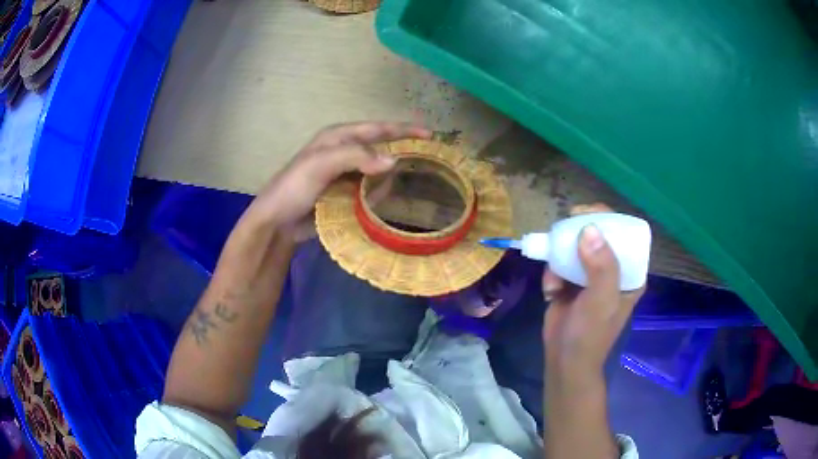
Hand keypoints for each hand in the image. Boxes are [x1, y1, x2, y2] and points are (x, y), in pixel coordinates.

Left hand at [245, 122, 430, 233]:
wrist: (276, 222)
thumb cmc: (293, 187)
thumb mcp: (321, 164)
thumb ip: (356, 157)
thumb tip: (393, 161)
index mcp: (338, 137)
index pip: (377, 128)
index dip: (403, 129)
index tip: (430, 135)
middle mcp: (344, 151)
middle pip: (380, 149)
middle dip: (398, 156)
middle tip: (422, 167)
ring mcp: (344, 173)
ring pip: (377, 172)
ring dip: (385, 181)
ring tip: (386, 193)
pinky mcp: (344, 193)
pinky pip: (369, 190)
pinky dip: (376, 195)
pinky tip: (376, 204)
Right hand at [542, 204, 644, 376]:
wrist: (564, 361)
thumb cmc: (590, 334)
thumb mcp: (601, 301)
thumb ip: (601, 266)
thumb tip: (588, 229)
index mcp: (629, 272)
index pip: (624, 234)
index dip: (607, 219)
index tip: (584, 213)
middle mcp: (611, 270)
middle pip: (598, 236)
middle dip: (578, 233)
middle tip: (562, 231)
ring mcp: (589, 276)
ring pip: (575, 248)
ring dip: (561, 256)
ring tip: (556, 278)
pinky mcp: (570, 283)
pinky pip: (560, 265)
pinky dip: (552, 273)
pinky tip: (550, 291)